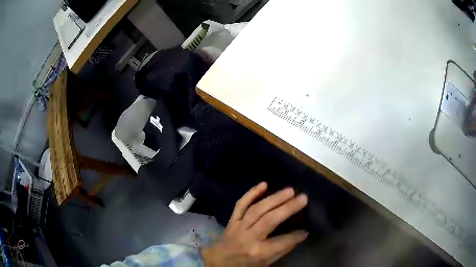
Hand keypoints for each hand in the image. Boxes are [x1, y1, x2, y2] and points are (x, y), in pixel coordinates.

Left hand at [201, 182, 307, 265]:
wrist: (217, 262)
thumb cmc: (243, 265)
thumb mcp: (264, 264)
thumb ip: (281, 250)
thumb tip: (298, 236)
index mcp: (257, 252)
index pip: (282, 242)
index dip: (296, 236)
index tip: (306, 231)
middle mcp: (248, 237)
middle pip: (269, 220)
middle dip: (288, 208)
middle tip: (303, 197)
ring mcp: (238, 227)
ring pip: (256, 209)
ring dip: (274, 198)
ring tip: (290, 190)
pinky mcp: (231, 220)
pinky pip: (240, 205)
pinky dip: (251, 193)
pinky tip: (263, 184)